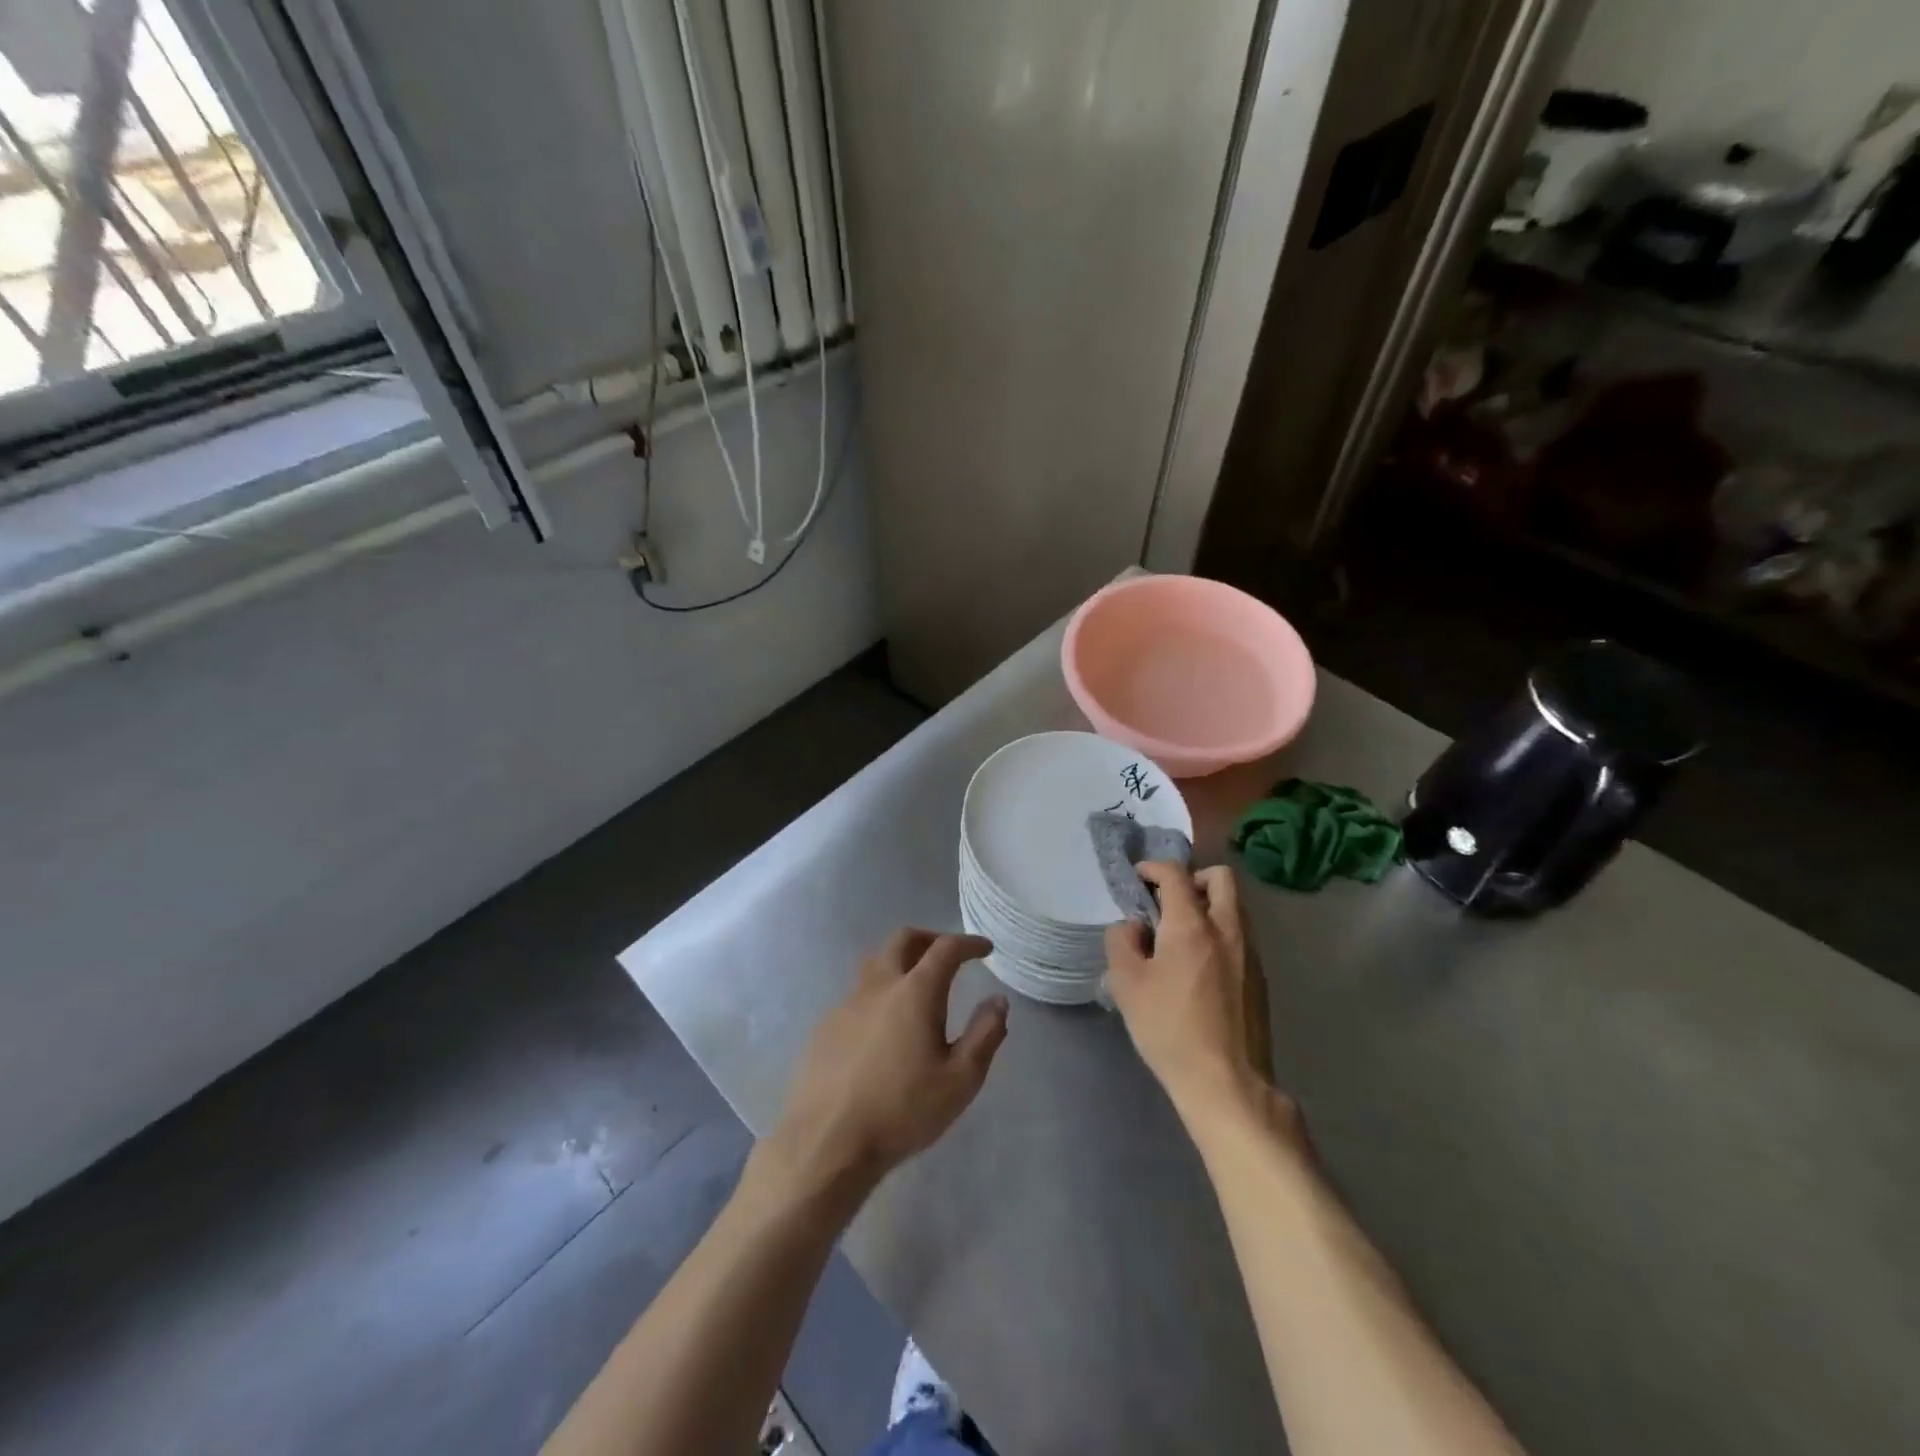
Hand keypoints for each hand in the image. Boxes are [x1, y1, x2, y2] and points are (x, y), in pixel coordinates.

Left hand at [764, 931, 1008, 1201]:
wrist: (828, 1141)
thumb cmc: (902, 1111)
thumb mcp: (960, 1081)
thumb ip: (984, 1035)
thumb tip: (997, 1001)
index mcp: (915, 992)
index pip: (946, 949)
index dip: (968, 943)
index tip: (984, 949)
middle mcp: (879, 985)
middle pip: (903, 939)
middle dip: (930, 938)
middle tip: (949, 954)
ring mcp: (847, 1003)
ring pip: (876, 963)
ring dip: (900, 960)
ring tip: (916, 984)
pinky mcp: (826, 1025)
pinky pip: (858, 994)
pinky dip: (879, 993)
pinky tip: (884, 1026)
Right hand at [1105, 864, 1286, 1127]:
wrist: (1228, 1084)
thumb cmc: (1170, 1029)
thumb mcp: (1126, 984)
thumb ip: (1122, 942)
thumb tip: (1134, 927)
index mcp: (1193, 925)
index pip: (1176, 874)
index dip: (1154, 868)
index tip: (1138, 878)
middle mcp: (1228, 930)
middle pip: (1220, 878)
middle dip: (1193, 879)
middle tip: (1168, 902)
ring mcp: (1250, 954)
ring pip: (1235, 907)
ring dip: (1209, 906)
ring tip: (1180, 936)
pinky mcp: (1260, 979)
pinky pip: (1240, 936)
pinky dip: (1220, 933)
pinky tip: (1199, 967)